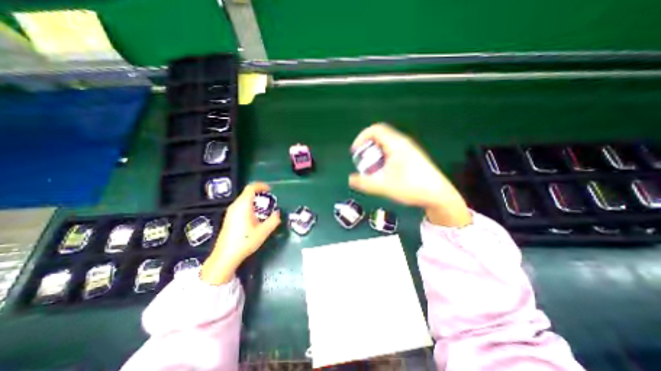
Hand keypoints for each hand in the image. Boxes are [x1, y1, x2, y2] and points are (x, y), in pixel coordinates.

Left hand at [204, 182, 280, 283]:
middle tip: (270, 200)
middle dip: (259, 193)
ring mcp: (230, 212)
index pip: (251, 188)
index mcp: (243, 206)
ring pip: (244, 199)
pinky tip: (255, 216)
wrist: (225, 256)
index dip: (261, 186)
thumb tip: (277, 213)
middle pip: (247, 193)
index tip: (270, 190)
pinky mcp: (229, 218)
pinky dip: (250, 205)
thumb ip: (273, 220)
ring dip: (255, 200)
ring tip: (264, 208)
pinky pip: (241, 206)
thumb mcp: (263, 231)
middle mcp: (235, 206)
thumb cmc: (245, 242)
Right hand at [348, 122, 472, 227]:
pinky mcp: (411, 157)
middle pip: (379, 136)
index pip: (375, 129)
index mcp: (396, 144)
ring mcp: (408, 149)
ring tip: (372, 169)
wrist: (438, 195)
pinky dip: (382, 158)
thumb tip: (350, 179)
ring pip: (385, 145)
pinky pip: (391, 151)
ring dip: (374, 154)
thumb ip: (365, 183)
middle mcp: (402, 143)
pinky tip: (384, 172)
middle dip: (367, 148)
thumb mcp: (384, 186)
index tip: (355, 151)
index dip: (361, 137)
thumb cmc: (412, 187)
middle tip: (362, 162)